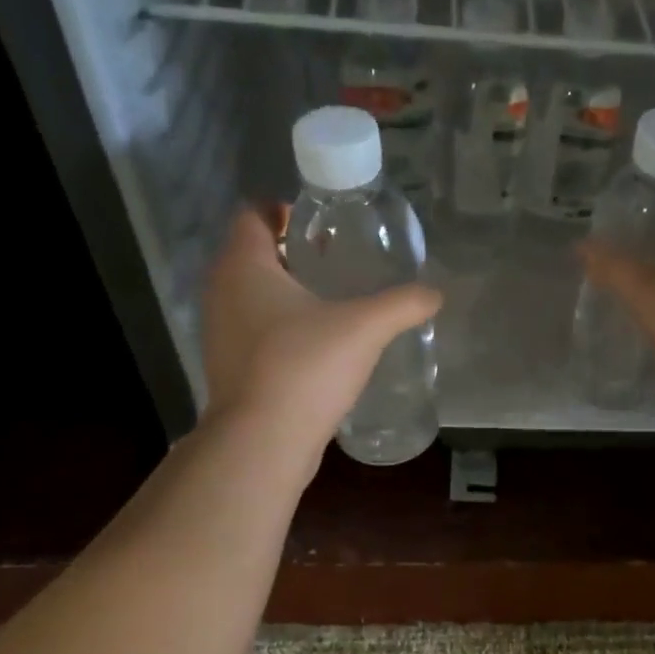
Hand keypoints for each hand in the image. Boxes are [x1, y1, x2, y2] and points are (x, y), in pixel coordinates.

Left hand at [201, 208, 440, 471]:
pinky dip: (279, 324)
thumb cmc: (305, 368)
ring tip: (332, 300)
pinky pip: (254, 328)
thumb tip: (435, 294)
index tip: (324, 225)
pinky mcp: (228, 365)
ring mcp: (219, 331)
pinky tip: (317, 343)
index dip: (285, 210)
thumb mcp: (365, 328)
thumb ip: (403, 304)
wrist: (262, 443)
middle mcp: (221, 290)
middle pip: (252, 252)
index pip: (253, 213)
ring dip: (285, 290)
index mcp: (243, 265)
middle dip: (291, 250)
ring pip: (251, 293)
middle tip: (337, 258)